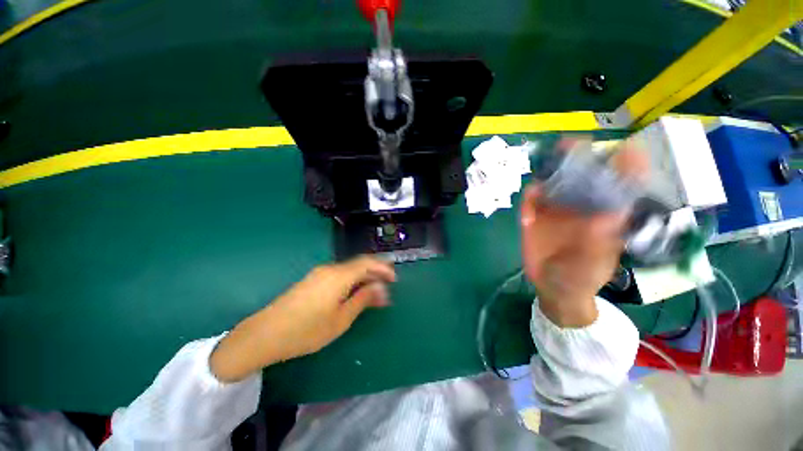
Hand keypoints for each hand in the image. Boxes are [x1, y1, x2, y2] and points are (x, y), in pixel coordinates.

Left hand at [210, 256, 395, 382]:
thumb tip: (381, 288)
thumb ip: (363, 299)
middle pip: (359, 264)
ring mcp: (319, 273)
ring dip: (364, 277)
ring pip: (349, 269)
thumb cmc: (306, 331)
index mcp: (339, 276)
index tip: (394, 279)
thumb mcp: (341, 319)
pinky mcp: (312, 280)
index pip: (367, 262)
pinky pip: (339, 275)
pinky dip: (352, 280)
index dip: (383, 268)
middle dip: (375, 272)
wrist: (264, 335)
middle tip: (387, 286)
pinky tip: (354, 292)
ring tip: (373, 292)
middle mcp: (330, 269)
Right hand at [520, 142, 646, 327]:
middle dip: (578, 159)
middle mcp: (582, 208)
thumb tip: (610, 213)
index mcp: (606, 216)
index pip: (620, 186)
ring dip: (547, 174)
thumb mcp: (594, 265)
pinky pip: (530, 203)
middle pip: (583, 177)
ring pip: (553, 185)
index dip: (625, 166)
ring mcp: (556, 212)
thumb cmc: (582, 279)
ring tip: (544, 167)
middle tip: (569, 144)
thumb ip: (601, 243)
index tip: (625, 149)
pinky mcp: (535, 218)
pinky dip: (528, 201)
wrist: (554, 288)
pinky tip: (527, 212)